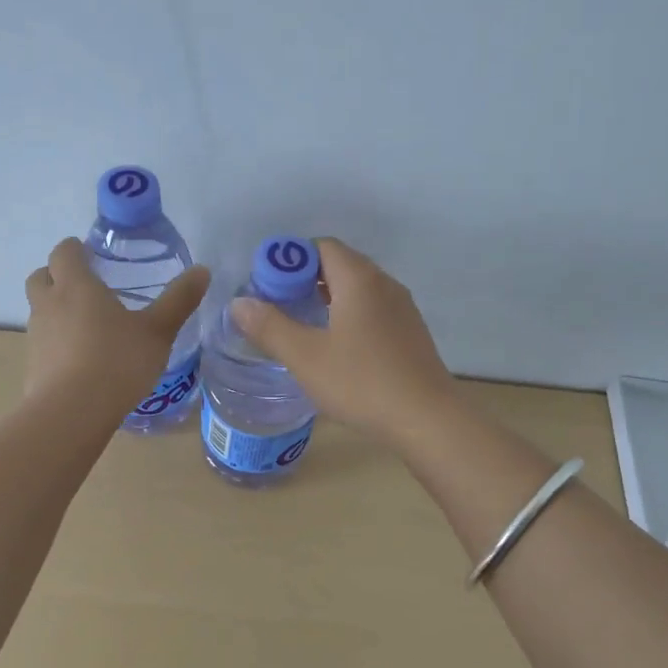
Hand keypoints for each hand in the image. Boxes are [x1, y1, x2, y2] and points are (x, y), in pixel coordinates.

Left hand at [24, 238, 210, 411]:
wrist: (72, 413)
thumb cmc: (118, 361)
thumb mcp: (158, 331)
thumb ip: (179, 300)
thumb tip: (203, 271)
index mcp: (76, 286)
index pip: (64, 252)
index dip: (75, 249)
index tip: (90, 254)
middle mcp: (49, 305)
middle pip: (41, 276)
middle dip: (57, 275)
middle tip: (85, 286)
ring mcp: (36, 336)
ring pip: (40, 311)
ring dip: (56, 310)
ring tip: (87, 326)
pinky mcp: (32, 366)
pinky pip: (43, 343)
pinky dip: (57, 343)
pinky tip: (81, 361)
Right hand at [229, 237, 457, 446]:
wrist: (427, 419)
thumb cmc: (362, 382)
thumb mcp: (306, 356)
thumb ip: (270, 327)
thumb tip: (239, 303)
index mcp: (359, 279)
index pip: (321, 247)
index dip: (290, 260)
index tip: (267, 287)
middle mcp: (385, 284)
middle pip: (340, 265)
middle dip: (304, 280)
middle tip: (277, 308)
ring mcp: (402, 309)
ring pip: (358, 290)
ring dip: (327, 300)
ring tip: (302, 328)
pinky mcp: (410, 334)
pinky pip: (373, 311)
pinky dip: (348, 317)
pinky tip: (336, 349)